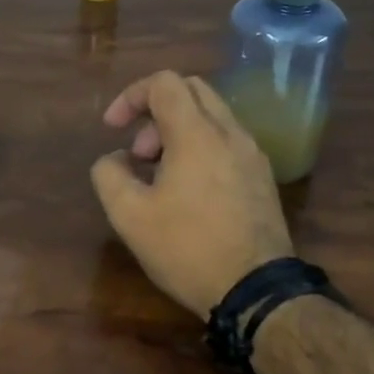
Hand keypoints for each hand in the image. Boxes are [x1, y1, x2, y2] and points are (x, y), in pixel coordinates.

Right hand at [91, 71, 292, 316]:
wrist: (256, 291)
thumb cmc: (187, 248)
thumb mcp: (129, 216)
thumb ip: (110, 174)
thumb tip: (115, 159)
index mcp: (196, 134)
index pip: (164, 83)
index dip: (130, 96)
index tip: (113, 129)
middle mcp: (230, 133)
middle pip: (191, 90)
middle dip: (155, 111)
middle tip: (139, 153)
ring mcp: (252, 154)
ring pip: (211, 116)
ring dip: (178, 132)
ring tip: (159, 178)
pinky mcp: (263, 177)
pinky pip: (227, 142)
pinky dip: (200, 148)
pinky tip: (188, 192)